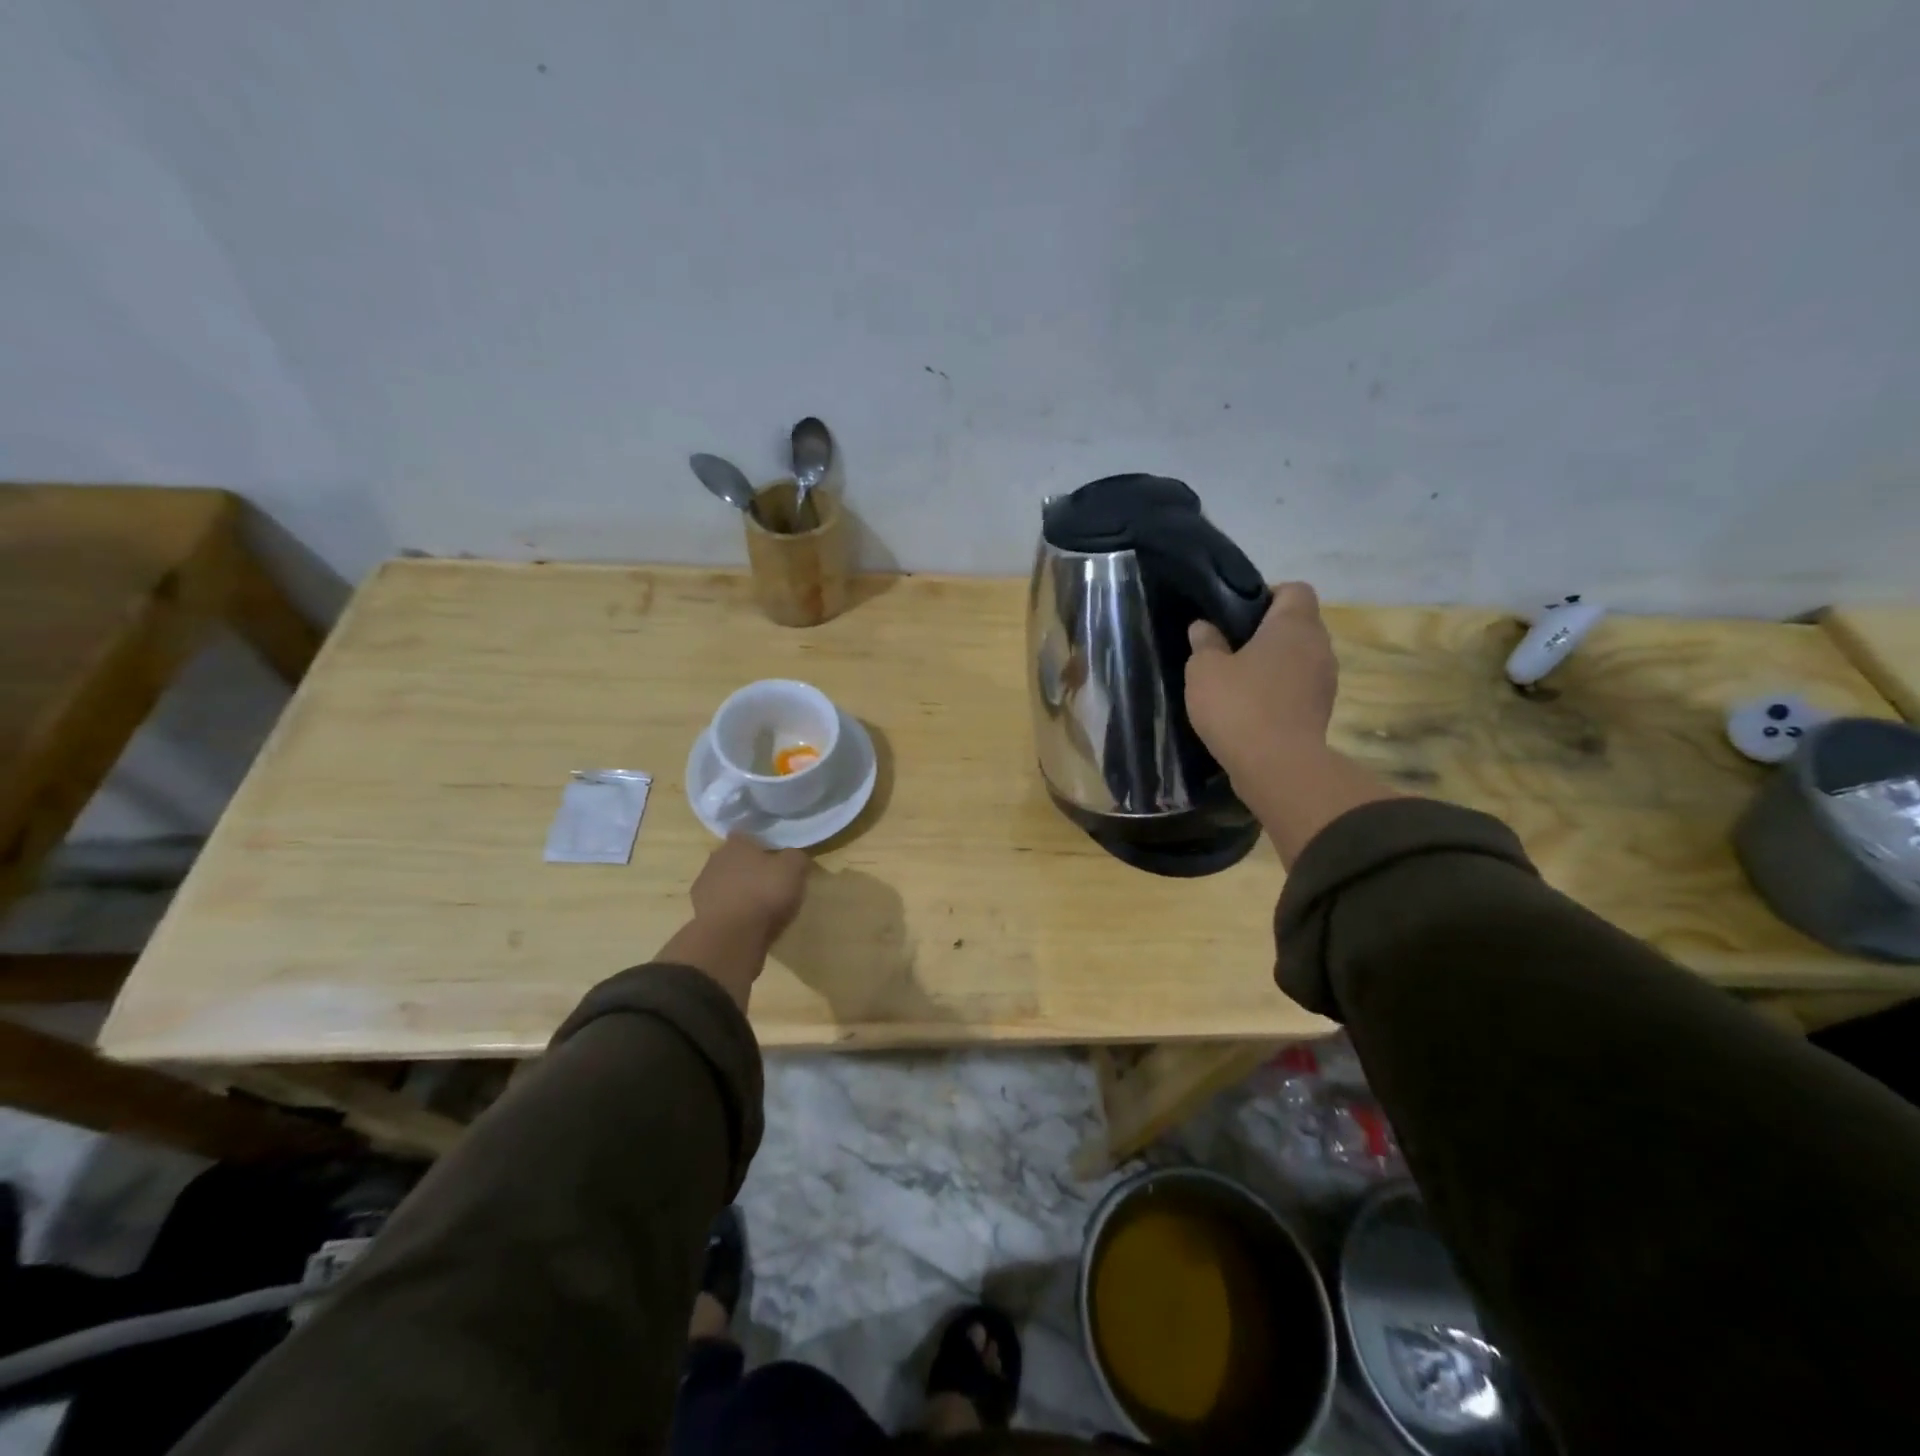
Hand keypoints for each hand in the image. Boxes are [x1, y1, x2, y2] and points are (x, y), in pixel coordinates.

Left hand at [690, 833, 810, 947]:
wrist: (732, 935)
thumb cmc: (764, 893)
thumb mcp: (794, 869)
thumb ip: (796, 857)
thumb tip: (794, 857)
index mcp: (736, 844)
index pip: (746, 835)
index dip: (760, 845)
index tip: (774, 856)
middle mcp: (715, 859)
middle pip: (733, 859)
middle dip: (747, 867)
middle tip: (768, 881)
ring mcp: (703, 886)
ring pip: (724, 882)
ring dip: (737, 890)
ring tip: (757, 905)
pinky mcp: (698, 912)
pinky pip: (719, 906)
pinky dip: (730, 910)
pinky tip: (745, 921)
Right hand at [1185, 582, 1337, 780]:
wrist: (1278, 766)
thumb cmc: (1239, 706)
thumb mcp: (1204, 670)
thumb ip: (1204, 643)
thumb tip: (1204, 627)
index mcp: (1294, 624)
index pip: (1294, 589)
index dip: (1267, 595)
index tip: (1237, 616)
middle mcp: (1319, 645)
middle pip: (1297, 624)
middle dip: (1266, 633)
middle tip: (1229, 649)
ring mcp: (1326, 680)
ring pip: (1299, 658)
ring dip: (1274, 665)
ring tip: (1238, 682)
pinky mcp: (1322, 711)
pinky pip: (1299, 688)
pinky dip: (1279, 692)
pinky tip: (1251, 709)